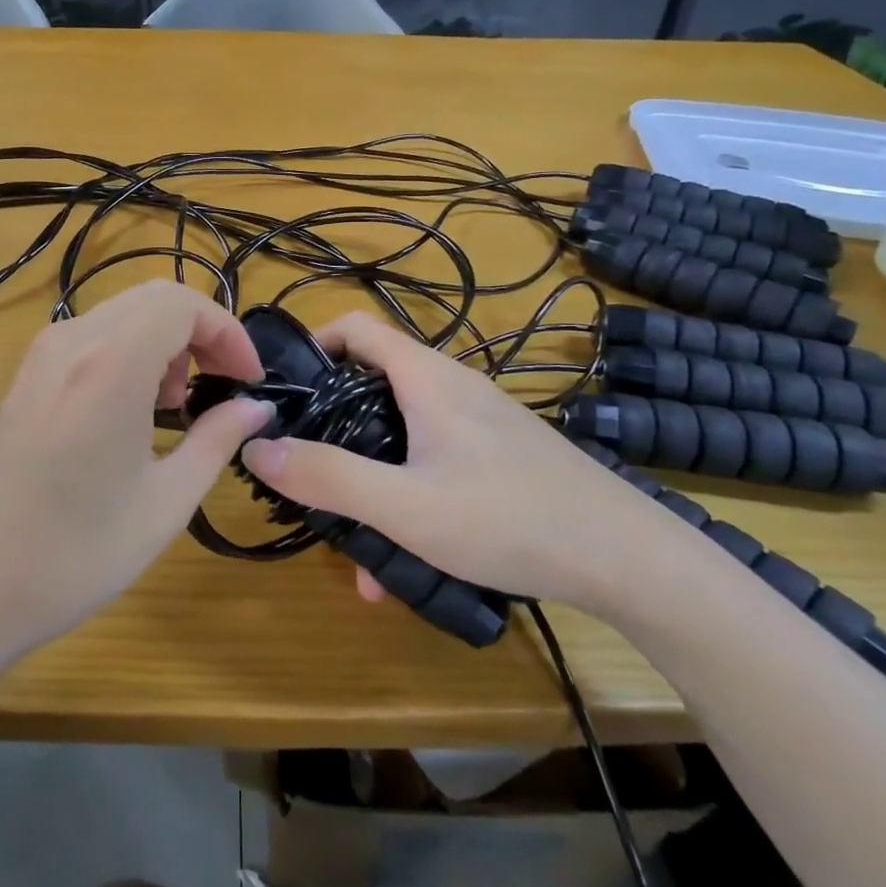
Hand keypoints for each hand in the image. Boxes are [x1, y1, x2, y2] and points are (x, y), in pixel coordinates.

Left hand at [0, 281, 272, 661]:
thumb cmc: (71, 556)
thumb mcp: (164, 503)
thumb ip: (217, 441)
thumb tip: (255, 408)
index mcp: (111, 364)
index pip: (184, 304)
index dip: (228, 333)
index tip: (248, 380)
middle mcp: (72, 342)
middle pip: (154, 298)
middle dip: (200, 333)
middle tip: (220, 387)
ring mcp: (40, 356)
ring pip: (122, 313)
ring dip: (164, 342)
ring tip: (175, 405)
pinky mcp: (23, 377)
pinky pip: (91, 337)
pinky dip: (129, 353)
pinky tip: (130, 412)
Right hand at [238, 312, 670, 612]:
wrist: (628, 559)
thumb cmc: (510, 519)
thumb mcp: (406, 507)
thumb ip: (328, 478)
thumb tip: (257, 448)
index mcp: (426, 377)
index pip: (354, 326)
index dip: (312, 346)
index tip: (283, 394)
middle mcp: (450, 387)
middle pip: (370, 385)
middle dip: (332, 432)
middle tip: (307, 477)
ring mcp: (477, 421)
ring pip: (400, 434)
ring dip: (370, 479)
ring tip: (357, 548)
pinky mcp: (496, 454)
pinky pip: (432, 459)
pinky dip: (407, 493)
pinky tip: (407, 559)